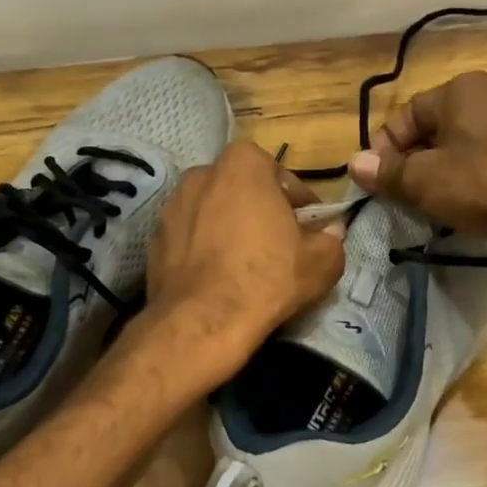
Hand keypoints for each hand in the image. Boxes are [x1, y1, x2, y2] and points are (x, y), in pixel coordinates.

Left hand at [147, 141, 346, 382]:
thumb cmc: (267, 279)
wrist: (203, 321)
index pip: (281, 174)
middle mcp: (201, 174)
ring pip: (212, 211)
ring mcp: (172, 206)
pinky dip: (204, 249)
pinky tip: (218, 277)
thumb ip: (332, 240)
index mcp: (243, 164)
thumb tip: (332, 232)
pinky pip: (190, 237)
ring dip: (229, 228)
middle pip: (242, 189)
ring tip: (245, 262)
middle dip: (260, 210)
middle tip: (278, 242)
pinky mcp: (155, 239)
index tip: (308, 227)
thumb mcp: (321, 263)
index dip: (298, 202)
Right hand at [347, 72, 486, 265]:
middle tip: (399, 197)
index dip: (384, 148)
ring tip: (426, 206)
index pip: (406, 114)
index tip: (377, 182)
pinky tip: (457, 209)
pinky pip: (480, 166)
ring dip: (435, 177)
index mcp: (461, 90)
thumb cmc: (480, 183)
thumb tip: (353, 164)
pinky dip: (463, 184)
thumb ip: (387, 172)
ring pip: (455, 151)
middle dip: (410, 165)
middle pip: (431, 132)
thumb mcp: (424, 179)